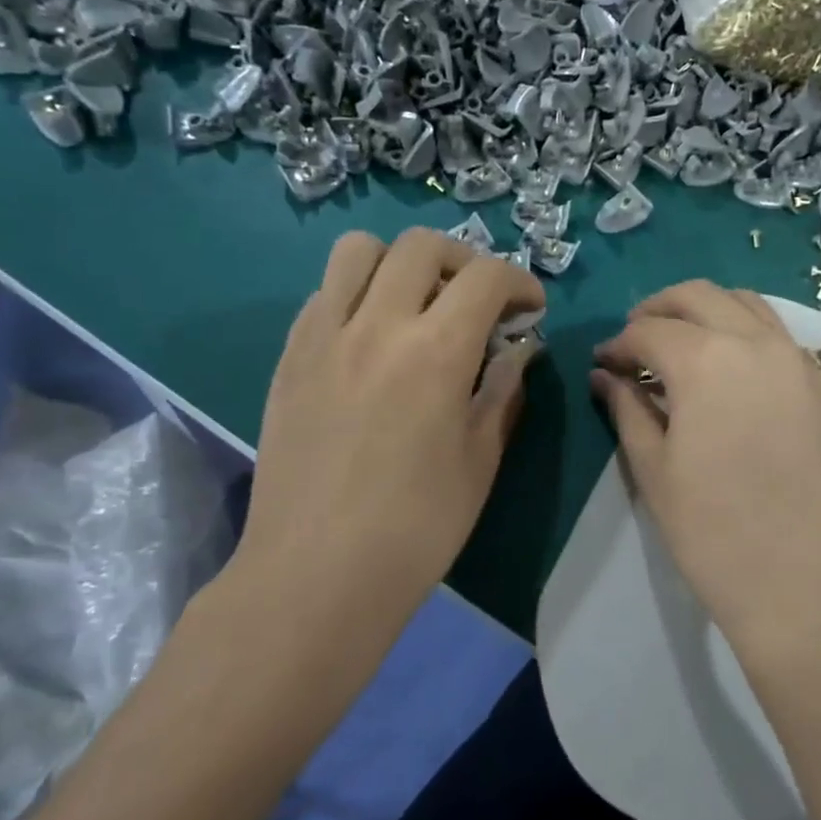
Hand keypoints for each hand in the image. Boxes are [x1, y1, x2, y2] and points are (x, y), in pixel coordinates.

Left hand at [230, 228, 544, 618]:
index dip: (520, 282)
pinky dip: (358, 293)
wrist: (316, 574)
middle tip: (480, 301)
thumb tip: (518, 352)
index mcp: (435, 351)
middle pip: (422, 245)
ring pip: (359, 250)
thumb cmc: (416, 526)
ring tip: (418, 303)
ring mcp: (323, 336)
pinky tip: (371, 338)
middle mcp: (376, 324)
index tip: (531, 310)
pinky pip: (324, 292)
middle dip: (465, 260)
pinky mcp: (289, 357)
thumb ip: (502, 391)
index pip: (487, 277)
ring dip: (401, 262)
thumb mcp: (480, 459)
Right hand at [590, 282, 820, 656]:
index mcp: (706, 359)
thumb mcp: (654, 469)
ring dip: (707, 312)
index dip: (618, 343)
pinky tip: (733, 376)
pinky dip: (747, 337)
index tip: (604, 362)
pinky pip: (780, 340)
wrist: (808, 584)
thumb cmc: (714, 532)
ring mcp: (800, 362)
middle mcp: (757, 343)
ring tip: (684, 345)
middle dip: (659, 308)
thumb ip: (627, 409)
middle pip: (700, 296)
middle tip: (636, 338)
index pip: (649, 330)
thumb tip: (606, 376)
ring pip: (748, 306)